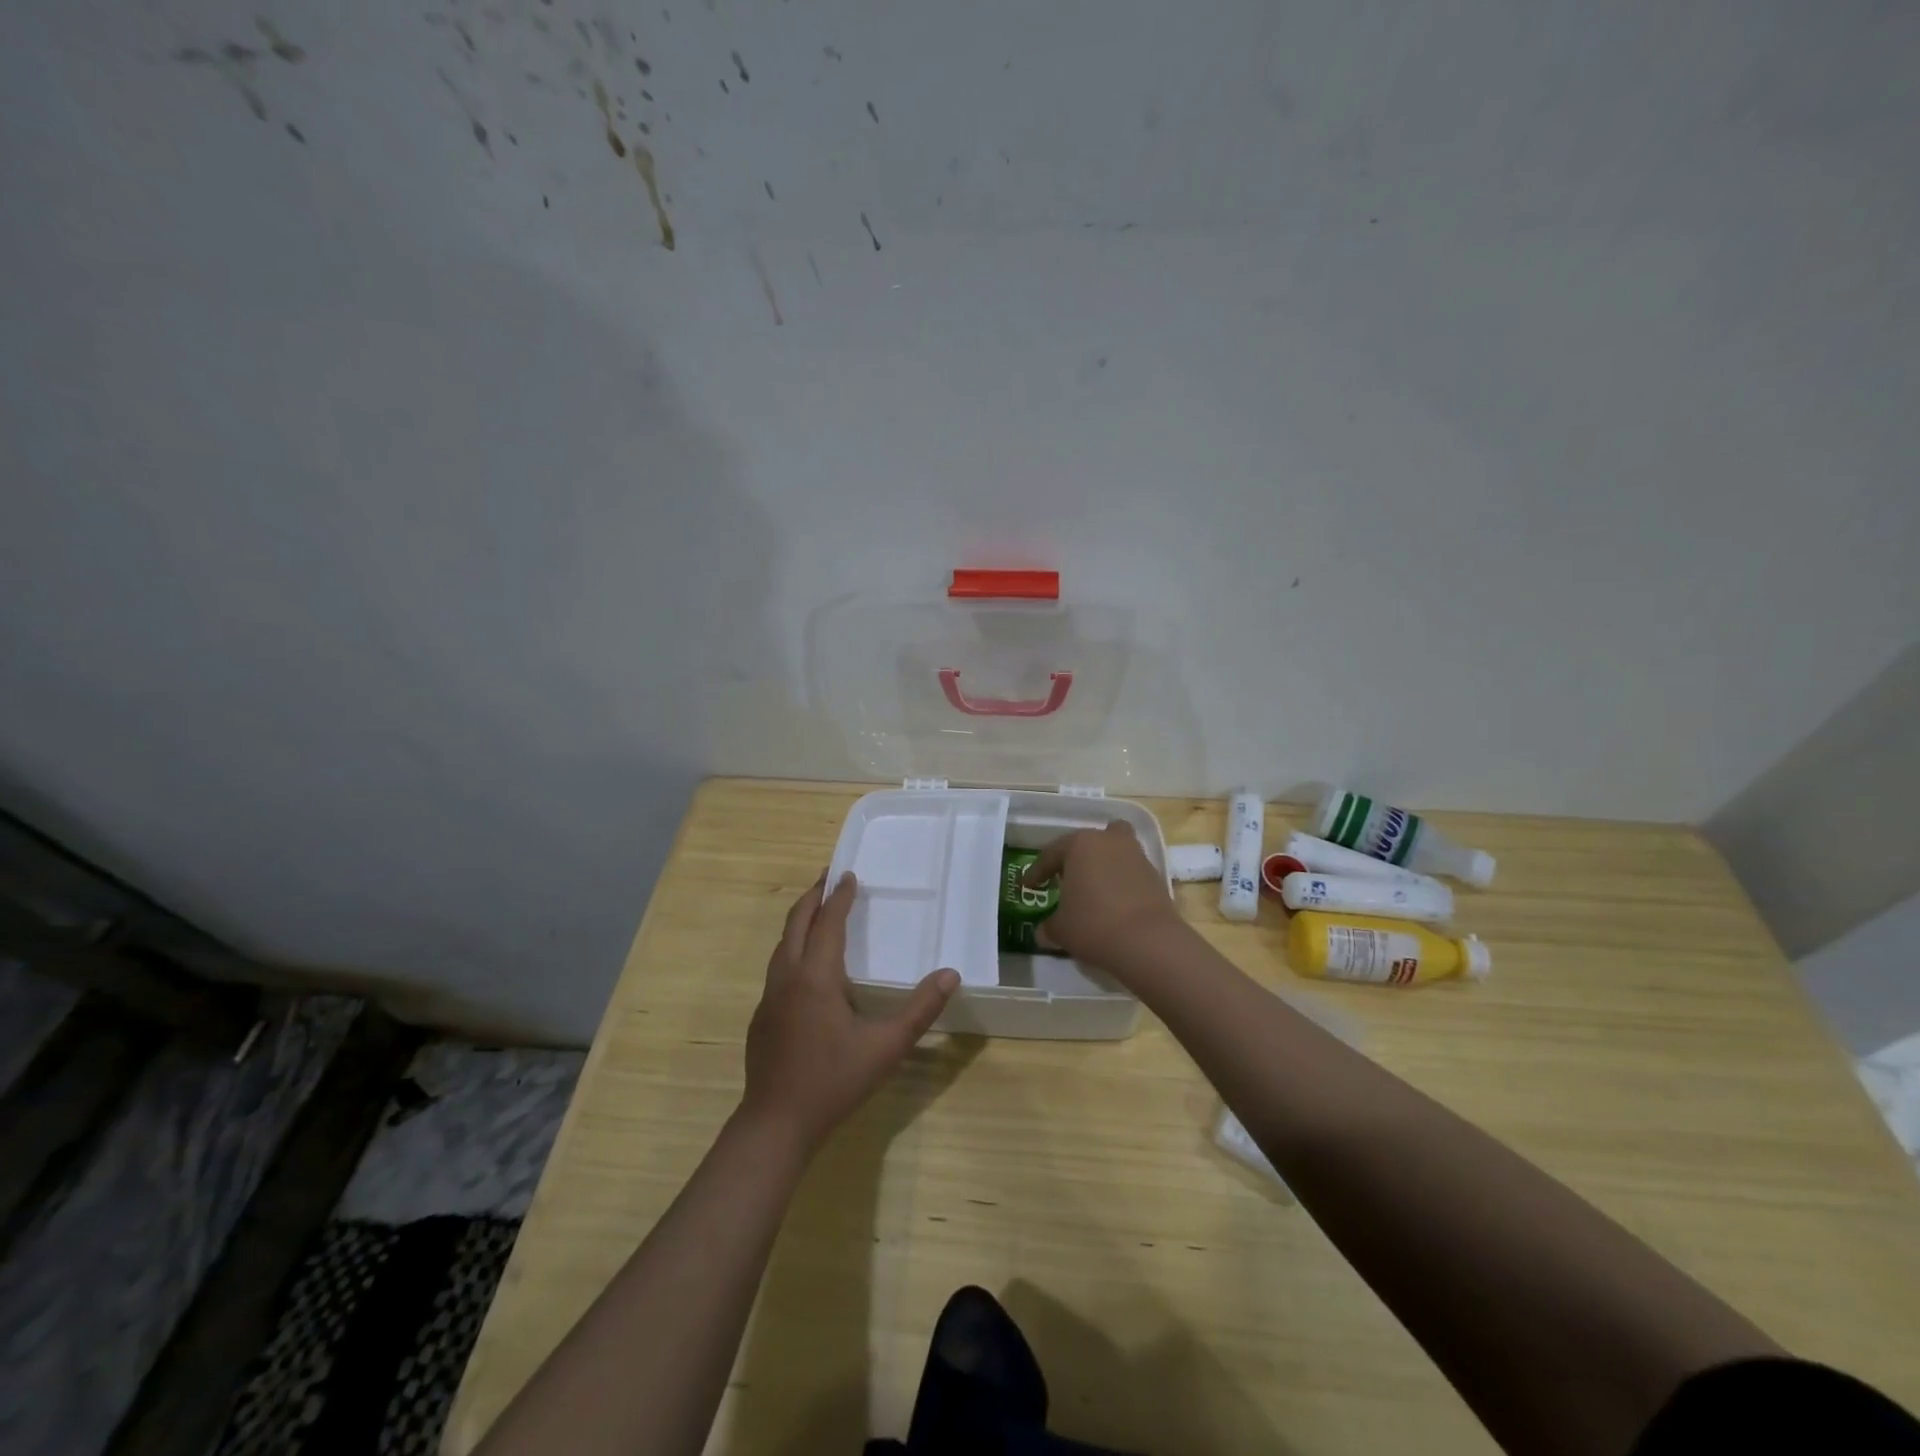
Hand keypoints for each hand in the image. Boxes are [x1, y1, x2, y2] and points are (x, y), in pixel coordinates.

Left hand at [742, 871, 959, 1150]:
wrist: (776, 1124)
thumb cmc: (834, 1081)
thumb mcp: (886, 1046)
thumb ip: (920, 1009)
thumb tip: (950, 974)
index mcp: (816, 977)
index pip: (828, 923)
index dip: (839, 897)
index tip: (849, 874)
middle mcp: (787, 977)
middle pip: (796, 923)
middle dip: (812, 897)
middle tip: (828, 877)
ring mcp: (769, 997)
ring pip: (782, 945)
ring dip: (799, 921)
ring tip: (817, 911)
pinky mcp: (761, 1017)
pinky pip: (777, 967)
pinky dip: (792, 948)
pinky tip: (805, 966)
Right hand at [1024, 822, 1182, 971]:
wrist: (1149, 941)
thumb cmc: (1093, 924)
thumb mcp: (1060, 929)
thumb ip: (1048, 926)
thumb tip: (1043, 932)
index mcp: (1080, 844)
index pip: (1050, 854)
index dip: (1036, 872)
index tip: (1026, 886)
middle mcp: (1108, 840)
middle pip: (1086, 843)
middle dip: (1074, 859)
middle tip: (1063, 880)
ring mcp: (1136, 854)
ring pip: (1113, 851)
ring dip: (1102, 865)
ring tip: (1092, 889)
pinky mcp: (1156, 874)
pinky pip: (1129, 871)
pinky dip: (1120, 882)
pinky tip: (1113, 903)